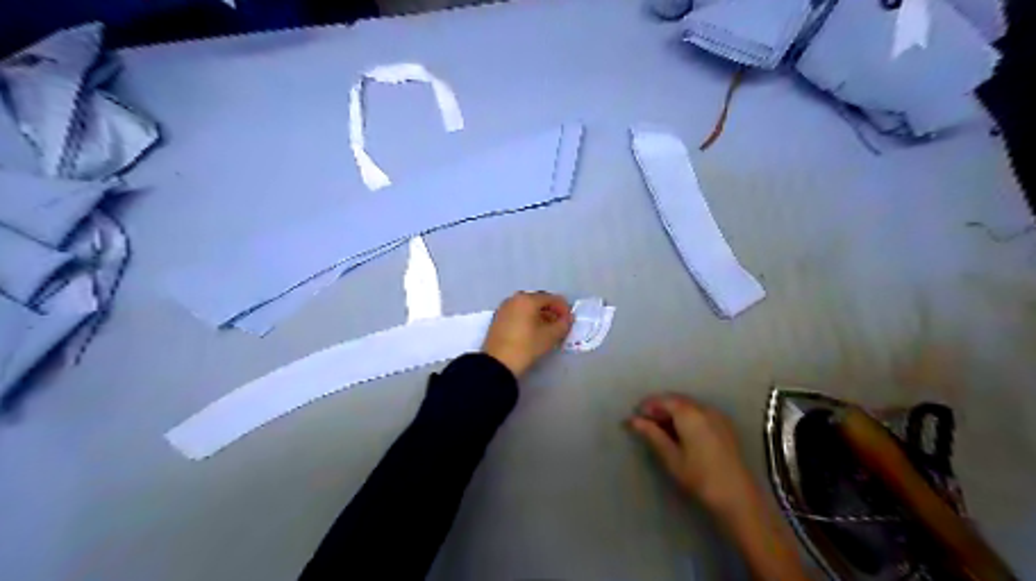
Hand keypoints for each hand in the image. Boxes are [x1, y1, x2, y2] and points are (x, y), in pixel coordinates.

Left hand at [478, 290, 569, 377]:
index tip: (569, 321)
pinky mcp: (498, 318)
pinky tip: (532, 332)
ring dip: (539, 315)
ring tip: (546, 330)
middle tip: (559, 325)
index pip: (551, 298)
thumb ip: (563, 324)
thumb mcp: (549, 336)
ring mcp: (504, 308)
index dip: (563, 309)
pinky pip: (517, 313)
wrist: (497, 363)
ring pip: (527, 307)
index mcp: (527, 299)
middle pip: (538, 301)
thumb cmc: (526, 347)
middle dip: (551, 311)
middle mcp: (514, 299)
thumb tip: (568, 318)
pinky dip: (527, 319)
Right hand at [626, 395, 758, 513]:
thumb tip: (632, 420)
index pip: (663, 400)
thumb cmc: (700, 477)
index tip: (634, 418)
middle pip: (676, 401)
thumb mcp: (671, 457)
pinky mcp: (725, 426)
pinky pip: (700, 414)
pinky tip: (681, 434)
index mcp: (689, 413)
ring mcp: (717, 416)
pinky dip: (686, 418)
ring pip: (688, 407)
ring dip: (672, 414)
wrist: (738, 497)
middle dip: (659, 409)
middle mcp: (704, 409)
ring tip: (660, 431)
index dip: (647, 406)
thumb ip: (652, 434)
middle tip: (644, 425)